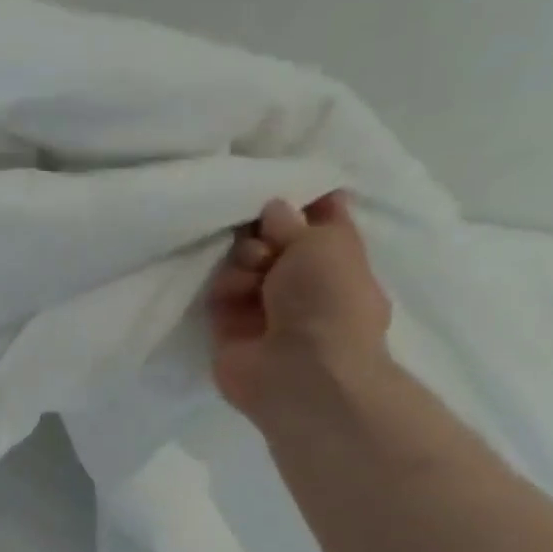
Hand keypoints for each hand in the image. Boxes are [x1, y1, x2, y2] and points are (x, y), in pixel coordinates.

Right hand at [208, 192, 393, 423]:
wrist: (301, 370)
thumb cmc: (328, 300)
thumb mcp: (323, 241)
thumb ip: (292, 219)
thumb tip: (271, 208)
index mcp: (335, 256)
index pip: (317, 215)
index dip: (300, 196)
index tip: (278, 181)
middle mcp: (299, 278)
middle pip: (269, 237)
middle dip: (262, 230)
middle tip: (264, 235)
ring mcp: (262, 303)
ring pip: (239, 262)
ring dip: (242, 261)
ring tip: (252, 277)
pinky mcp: (228, 326)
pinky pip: (217, 292)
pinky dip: (223, 288)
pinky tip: (232, 297)